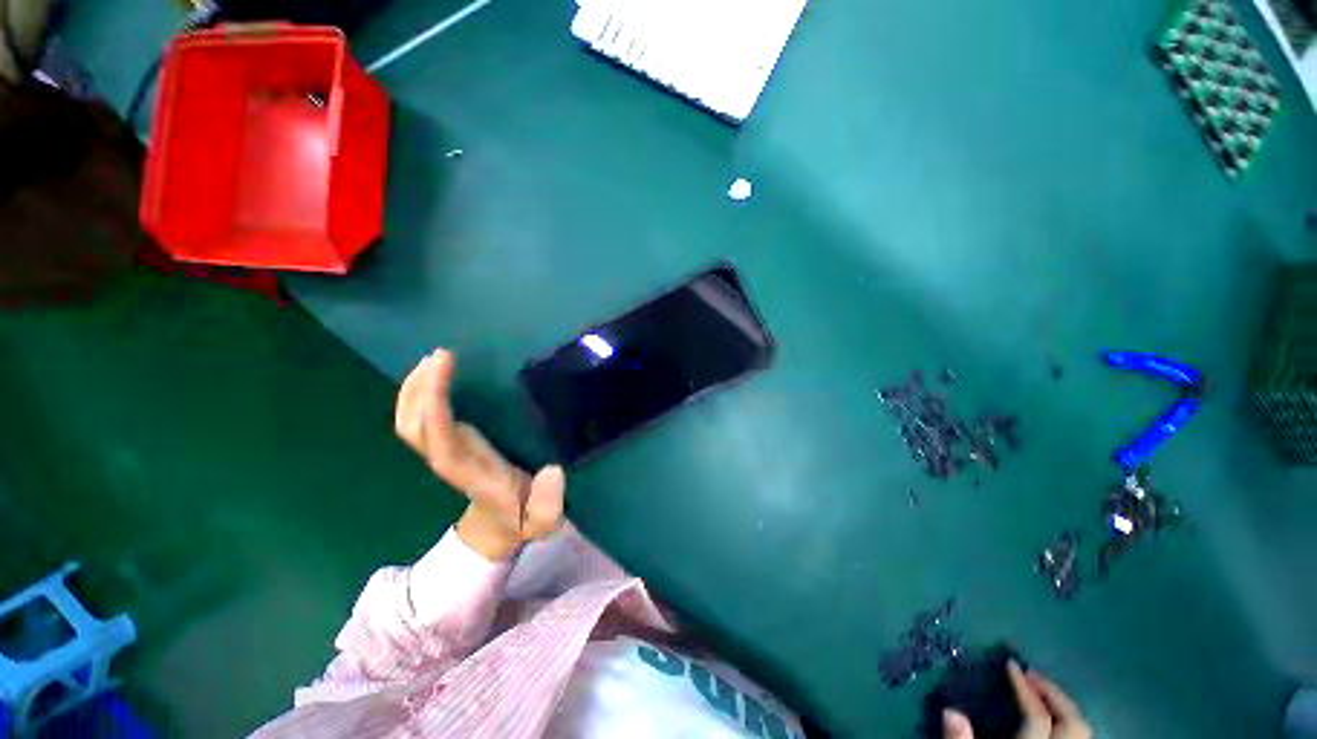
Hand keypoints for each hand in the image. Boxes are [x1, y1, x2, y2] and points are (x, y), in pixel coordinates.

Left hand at [396, 349, 564, 559]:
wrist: (498, 525)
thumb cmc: (520, 518)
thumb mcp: (543, 521)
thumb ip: (549, 505)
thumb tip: (553, 470)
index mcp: (468, 473)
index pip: (440, 442)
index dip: (434, 408)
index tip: (445, 371)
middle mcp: (448, 459)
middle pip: (412, 427)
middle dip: (417, 390)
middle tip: (439, 356)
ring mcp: (444, 450)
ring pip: (410, 421)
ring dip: (414, 389)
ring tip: (433, 358)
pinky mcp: (449, 442)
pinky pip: (421, 418)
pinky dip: (420, 394)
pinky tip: (435, 375)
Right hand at [943, 661, 1091, 738]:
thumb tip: (949, 709)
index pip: (1038, 715)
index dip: (1025, 689)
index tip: (1010, 664)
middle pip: (1073, 721)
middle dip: (1055, 693)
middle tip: (1032, 673)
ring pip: (1084, 730)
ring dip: (1065, 706)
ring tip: (1044, 691)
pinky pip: (1081, 737)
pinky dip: (1070, 722)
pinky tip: (1056, 718)